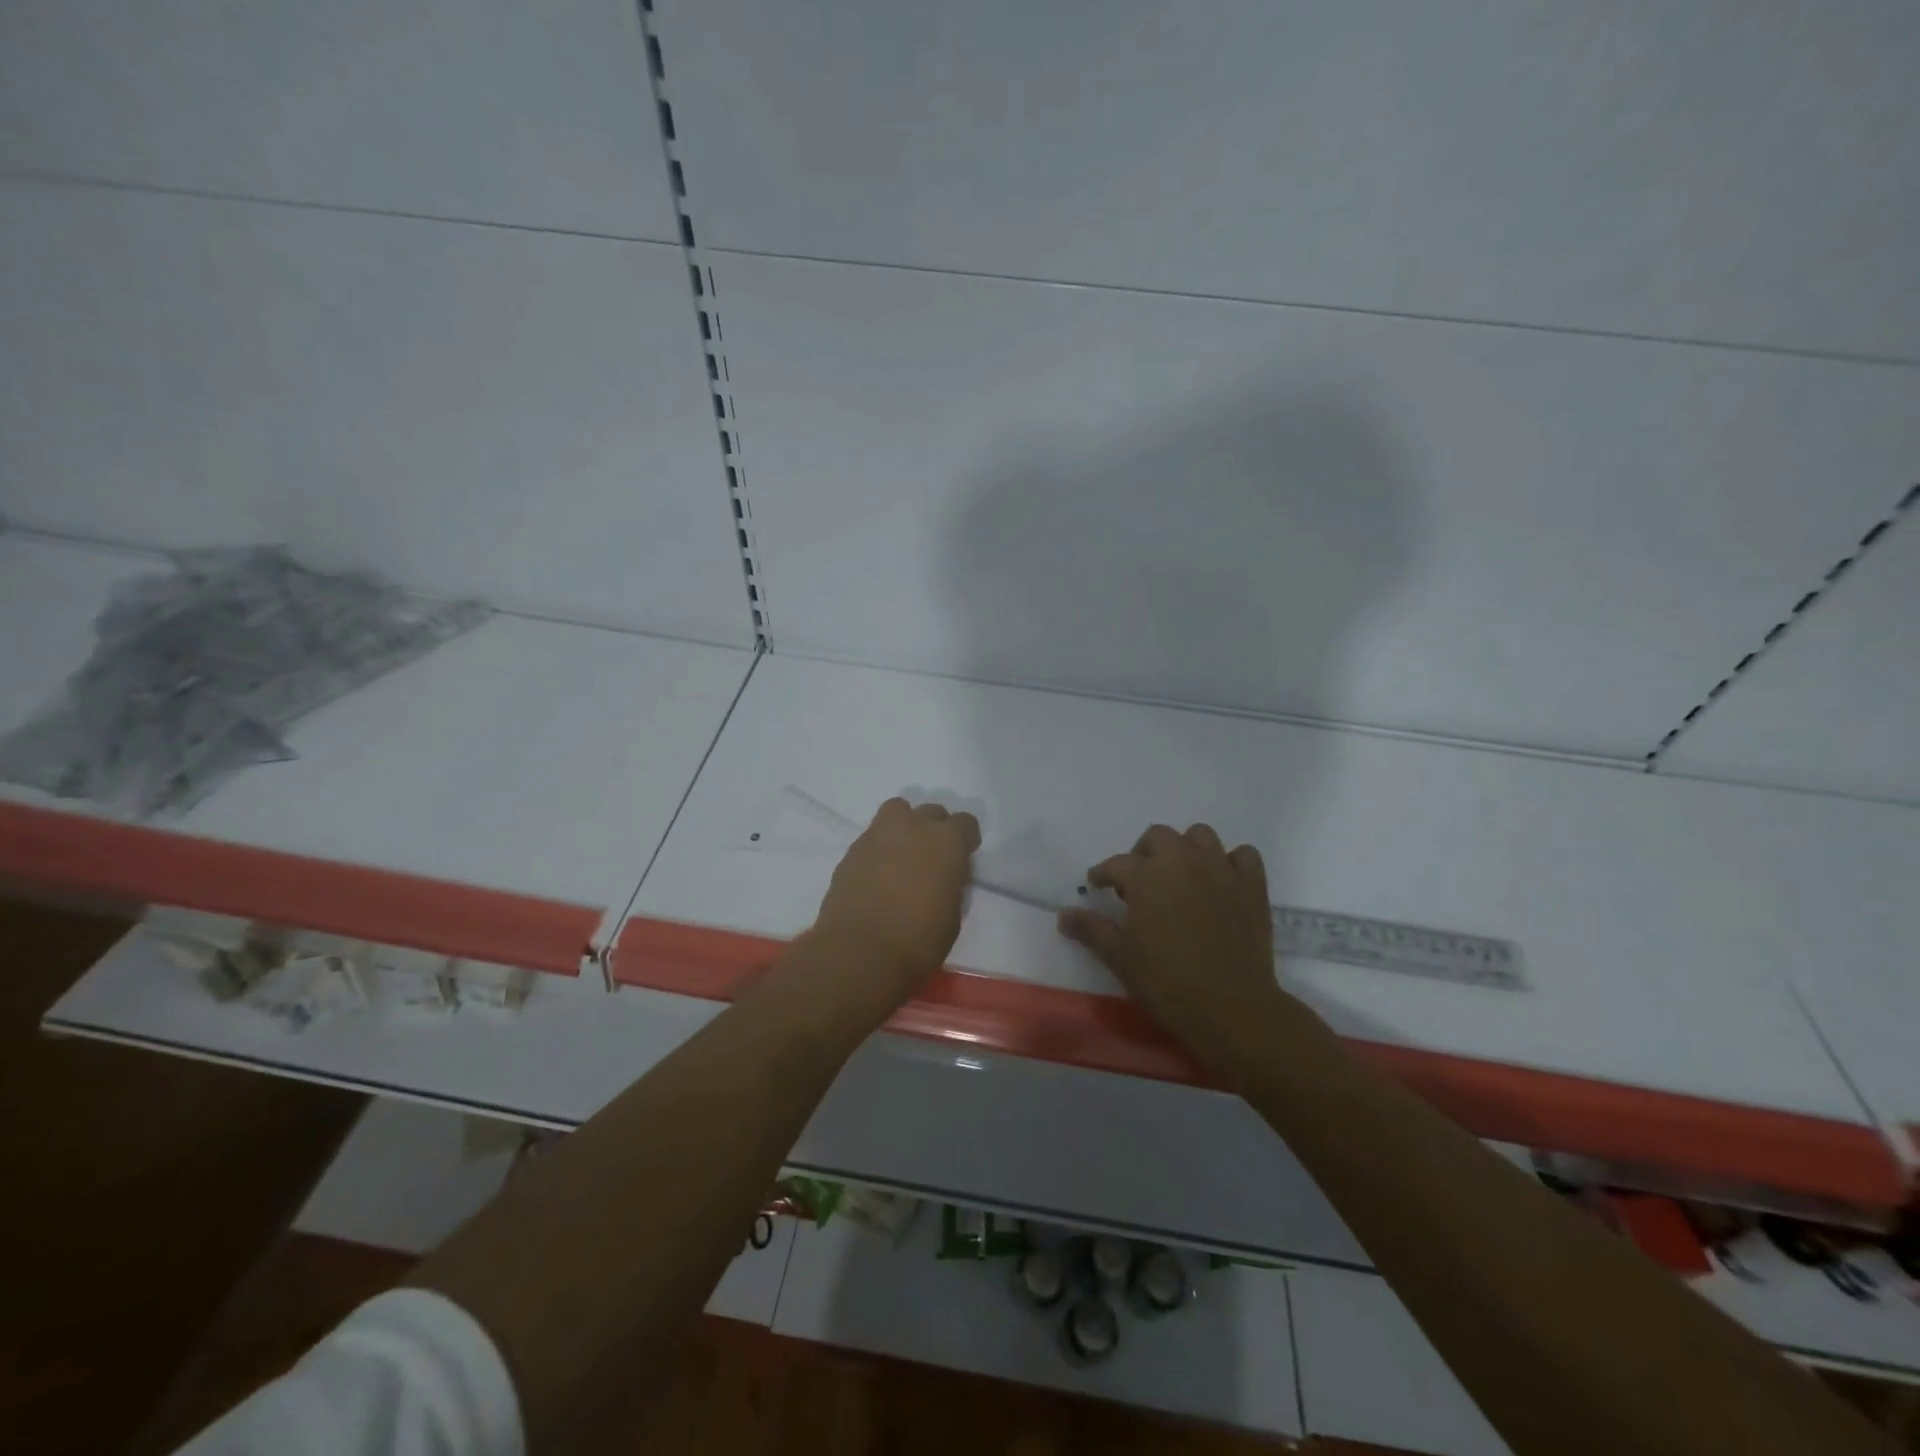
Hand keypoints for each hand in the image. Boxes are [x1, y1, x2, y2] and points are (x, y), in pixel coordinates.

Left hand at [808, 797, 981, 1008]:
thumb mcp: (953, 916)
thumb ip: (951, 885)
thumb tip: (942, 879)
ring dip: (904, 827)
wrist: (859, 952)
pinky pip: (873, 838)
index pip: (965, 823)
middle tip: (931, 858)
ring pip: (897, 813)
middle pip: (931, 812)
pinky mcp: (852, 850)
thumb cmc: (918, 940)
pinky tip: (877, 875)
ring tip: (902, 855)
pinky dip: (879, 849)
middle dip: (935, 830)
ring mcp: (878, 834)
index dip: (966, 840)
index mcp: (947, 841)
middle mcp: (914, 826)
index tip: (963, 858)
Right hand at [1057, 823, 1295, 1078]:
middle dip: (1144, 853)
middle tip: (1140, 882)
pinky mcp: (1252, 885)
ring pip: (1200, 836)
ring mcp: (1221, 869)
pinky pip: (1243, 855)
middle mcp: (1183, 861)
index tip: (1099, 886)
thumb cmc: (1167, 983)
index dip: (1103, 874)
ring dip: (1186, 850)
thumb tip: (1064, 915)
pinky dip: (1231, 862)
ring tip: (1180, 877)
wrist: (1231, 1007)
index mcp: (1146, 876)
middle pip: (1158, 836)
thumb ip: (1091, 929)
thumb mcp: (1120, 957)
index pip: (1116, 864)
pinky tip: (1221, 882)